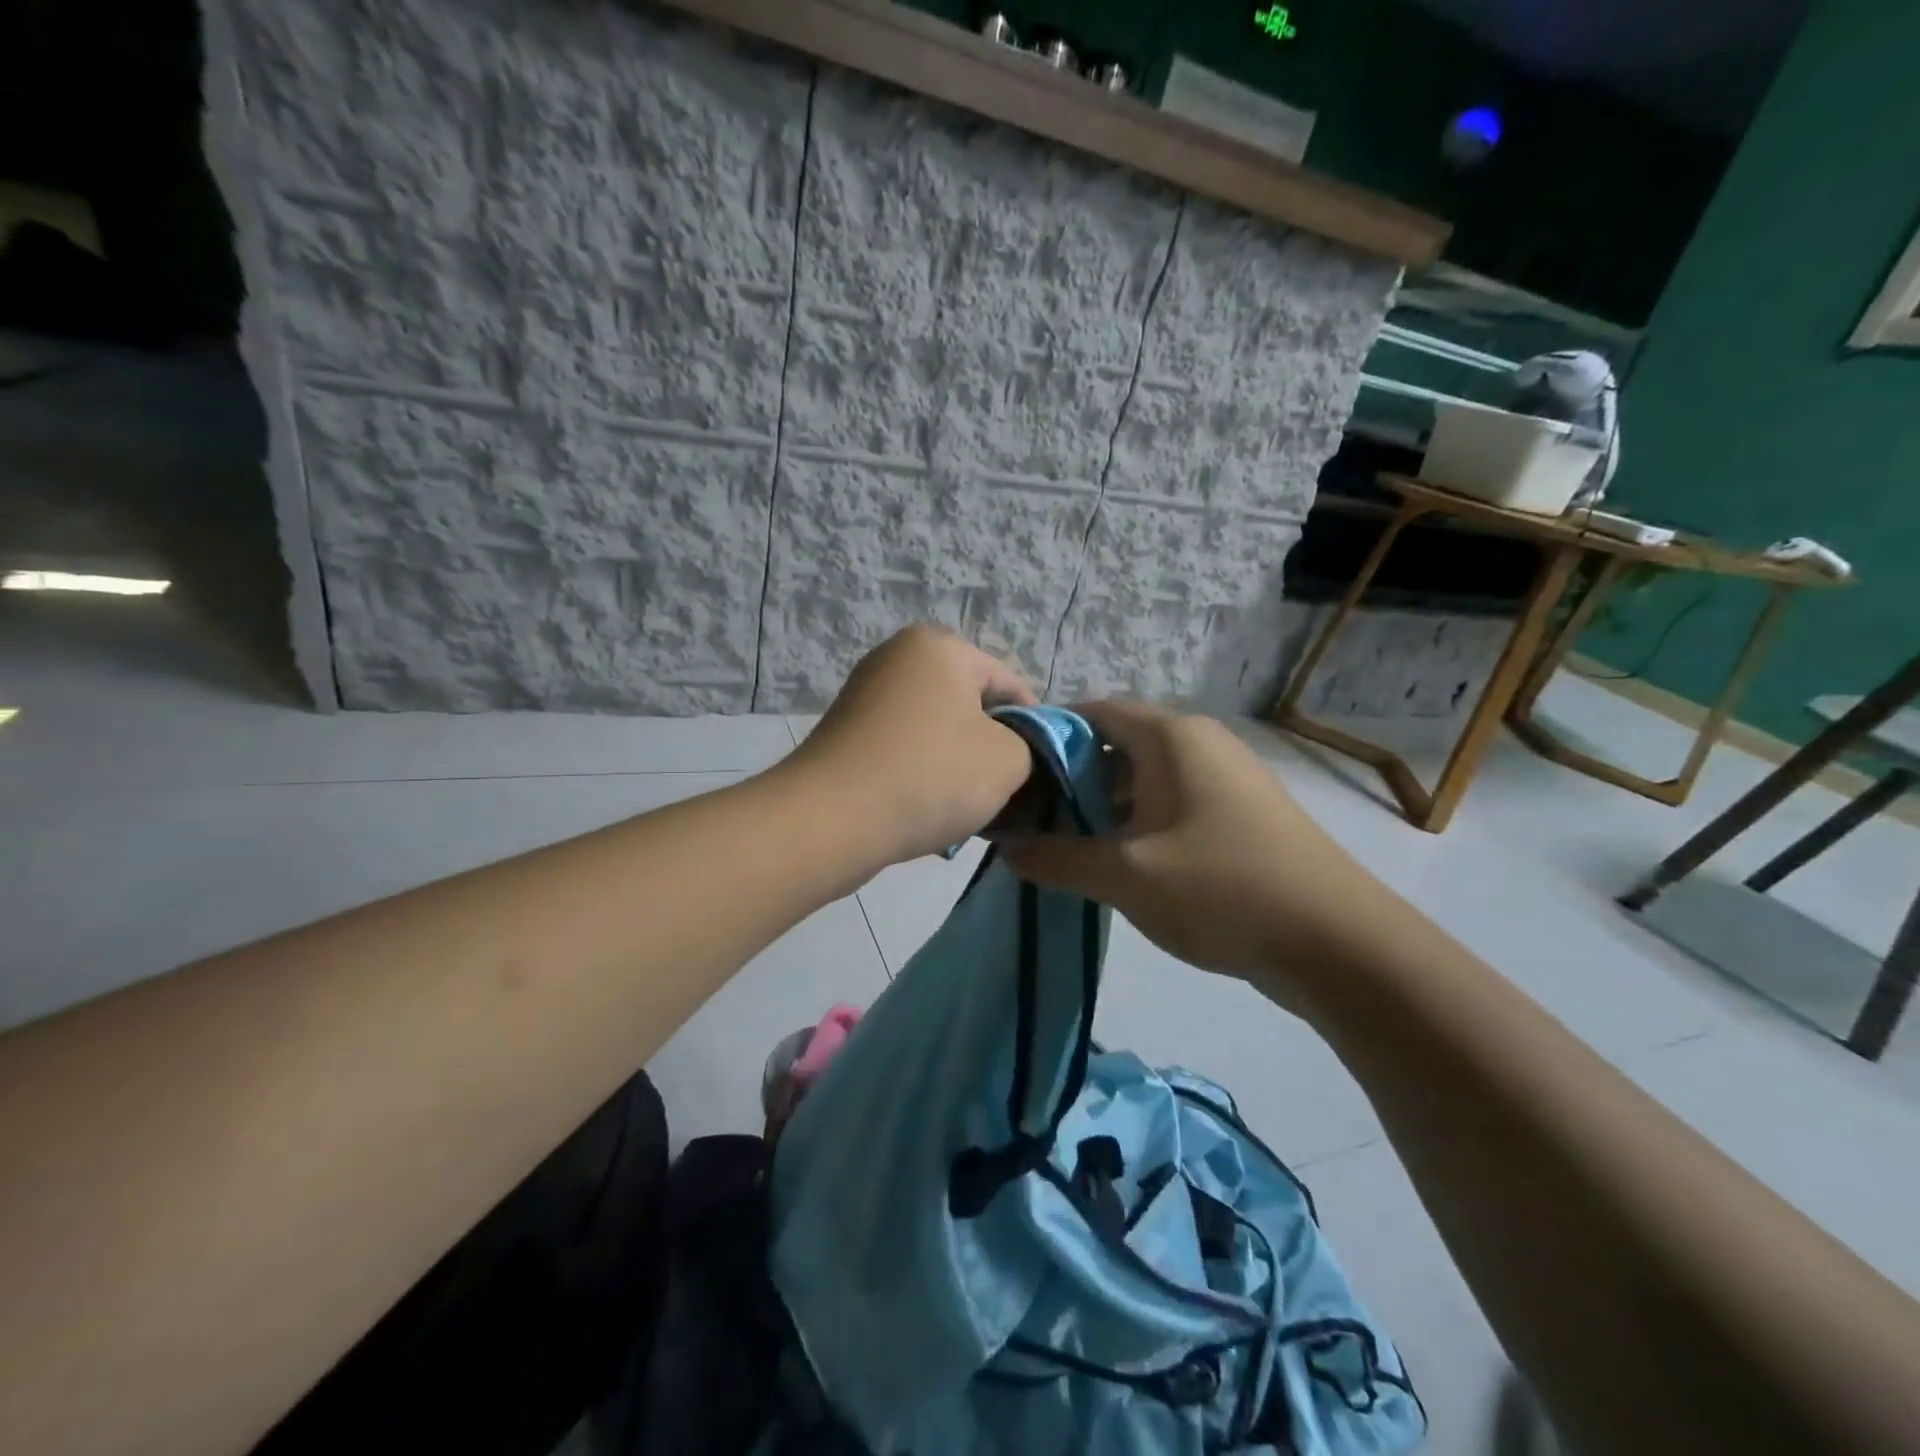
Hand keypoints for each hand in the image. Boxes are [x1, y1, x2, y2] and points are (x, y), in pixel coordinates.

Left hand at [785, 625, 1036, 870]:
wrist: (832, 819)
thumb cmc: (930, 775)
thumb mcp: (1007, 760)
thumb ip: (1029, 747)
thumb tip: (1014, 752)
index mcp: (940, 647)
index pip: (1009, 683)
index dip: (1034, 727)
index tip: (1042, 770)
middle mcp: (898, 658)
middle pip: (970, 705)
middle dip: (992, 748)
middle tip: (1006, 792)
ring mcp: (866, 694)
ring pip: (937, 731)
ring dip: (957, 767)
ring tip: (967, 809)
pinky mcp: (846, 733)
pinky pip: (903, 749)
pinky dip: (922, 775)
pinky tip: (928, 811)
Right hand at [1002, 700, 1384, 990]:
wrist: (1338, 943)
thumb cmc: (1222, 889)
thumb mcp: (1126, 875)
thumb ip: (1057, 858)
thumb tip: (1006, 847)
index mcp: (1172, 737)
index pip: (1092, 712)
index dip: (1048, 737)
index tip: (1012, 773)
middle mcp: (1200, 744)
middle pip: (1117, 744)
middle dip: (1071, 779)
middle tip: (1031, 818)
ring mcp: (1225, 779)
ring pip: (1145, 778)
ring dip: (1104, 806)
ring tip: (1065, 845)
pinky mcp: (1240, 815)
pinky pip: (1173, 804)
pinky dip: (1138, 824)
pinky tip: (1118, 864)